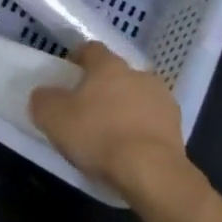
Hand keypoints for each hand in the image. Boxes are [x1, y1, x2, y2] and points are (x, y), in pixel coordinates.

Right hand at [29, 42, 200, 204]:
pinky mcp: (178, 128)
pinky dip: (142, 130)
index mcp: (108, 66)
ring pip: (138, 97)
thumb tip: (43, 94)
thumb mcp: (53, 117)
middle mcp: (138, 74)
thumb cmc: (98, 135)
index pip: (91, 49)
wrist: (151, 172)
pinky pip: (153, 122)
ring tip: (111, 133)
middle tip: (87, 108)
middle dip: (104, 86)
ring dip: (126, 108)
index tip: (69, 73)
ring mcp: (162, 100)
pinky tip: (131, 149)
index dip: (78, 58)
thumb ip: (43, 100)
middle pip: (117, 74)